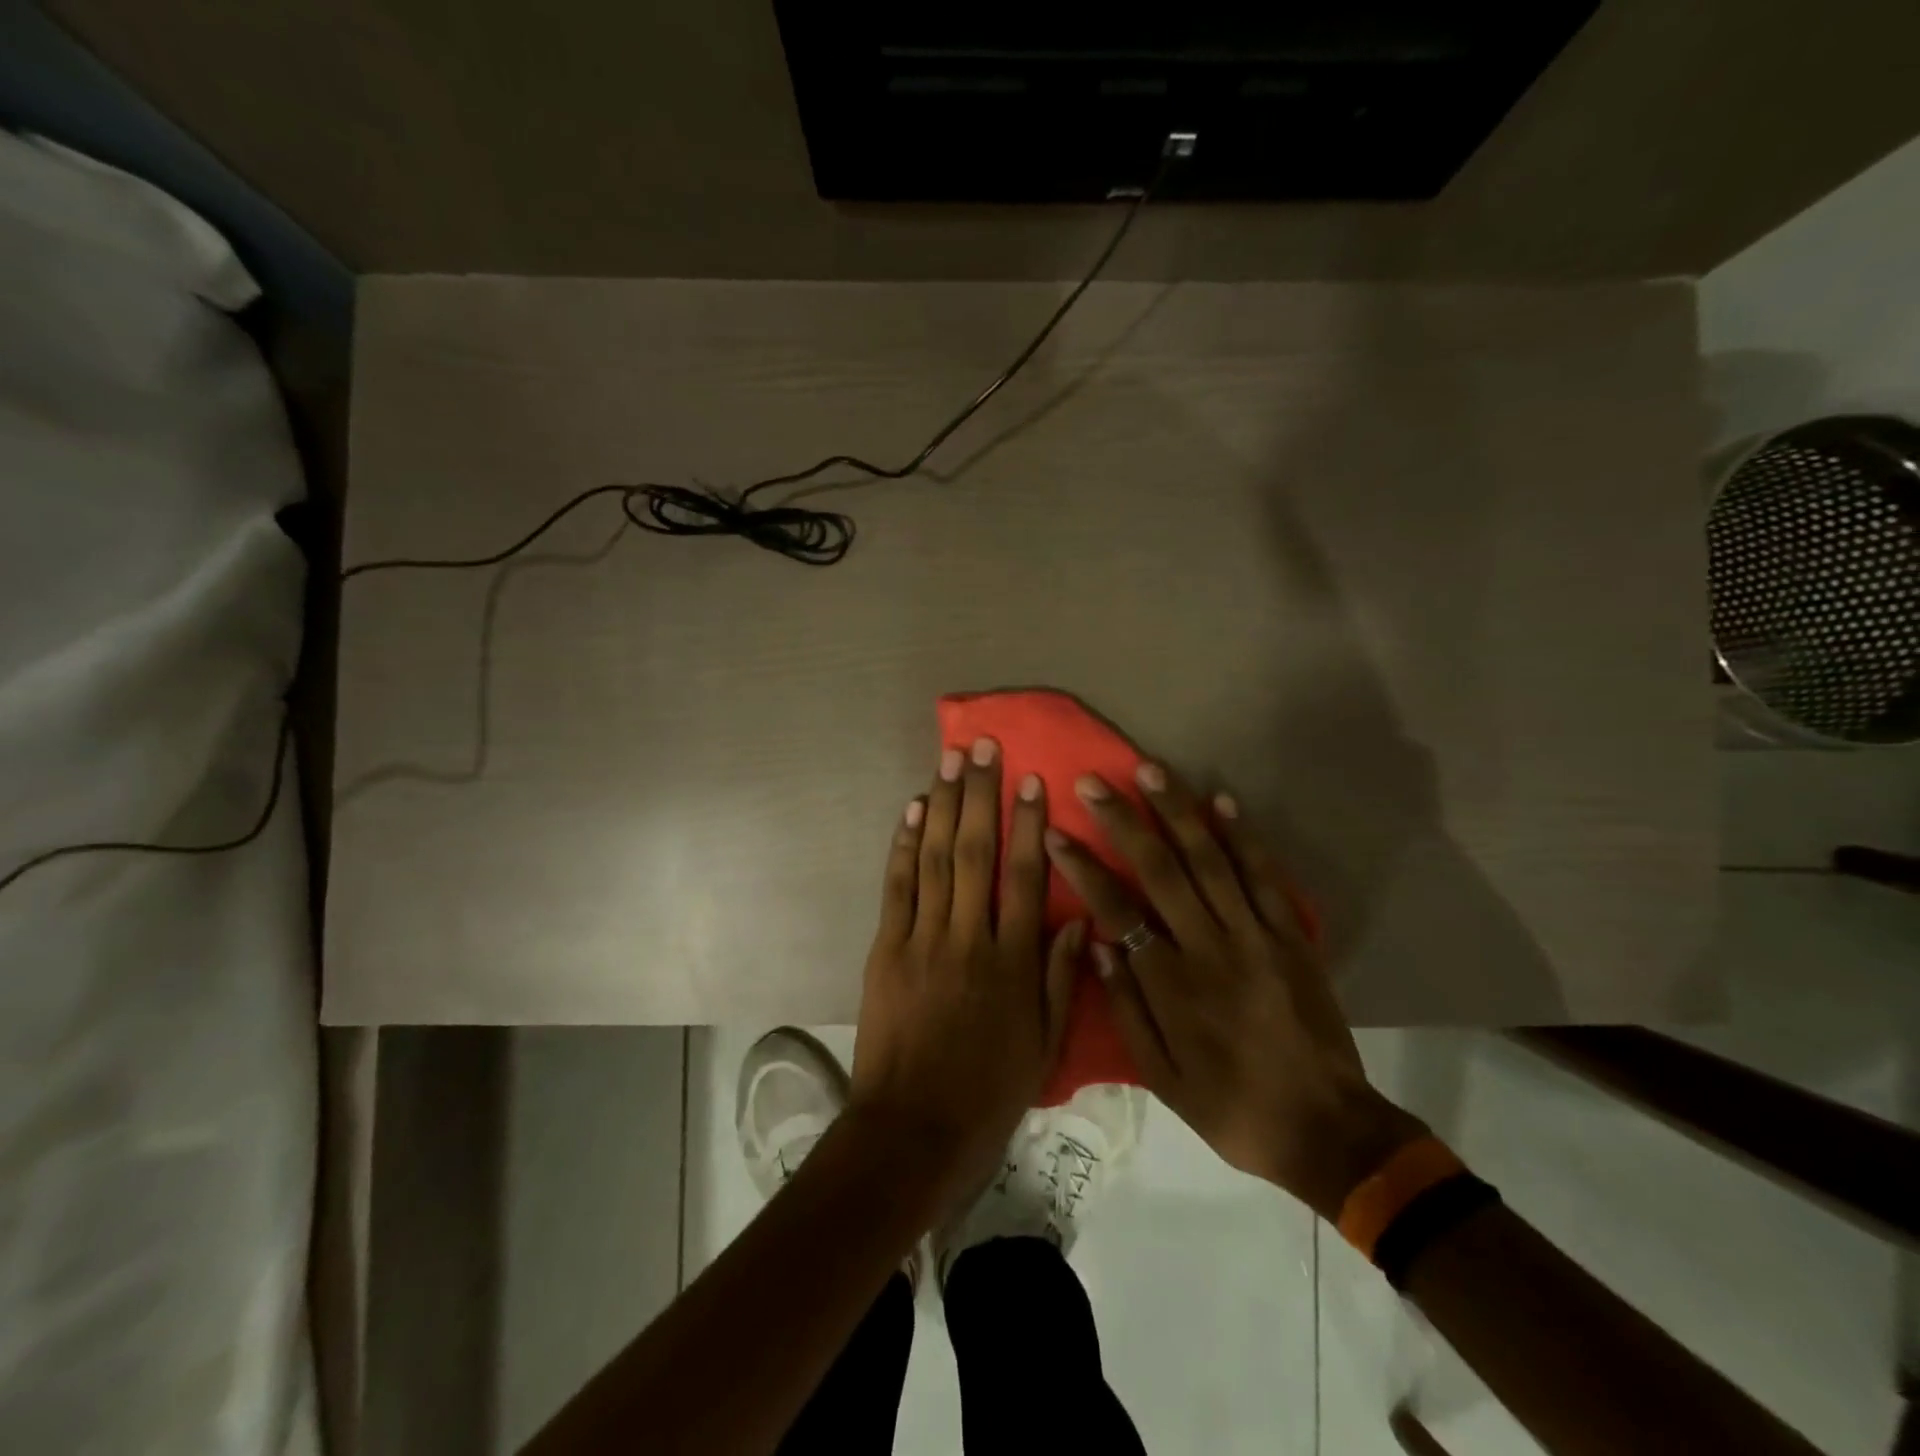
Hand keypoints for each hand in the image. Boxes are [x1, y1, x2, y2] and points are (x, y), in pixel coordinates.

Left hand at [848, 738, 1084, 1205]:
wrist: (913, 1129)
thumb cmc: (988, 1090)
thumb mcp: (1043, 1046)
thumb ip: (1062, 979)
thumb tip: (1081, 921)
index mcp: (1012, 963)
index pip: (1026, 878)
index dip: (1029, 825)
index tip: (1030, 781)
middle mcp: (968, 938)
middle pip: (975, 854)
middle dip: (980, 795)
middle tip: (982, 748)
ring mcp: (922, 939)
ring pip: (933, 859)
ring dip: (941, 805)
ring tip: (948, 761)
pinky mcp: (886, 948)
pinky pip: (896, 887)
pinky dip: (902, 845)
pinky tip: (910, 810)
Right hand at [1043, 763, 1426, 1219]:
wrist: (1326, 1129)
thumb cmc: (1230, 1107)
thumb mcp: (1161, 1077)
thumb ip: (1126, 1008)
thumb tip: (1097, 944)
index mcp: (1172, 985)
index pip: (1117, 910)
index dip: (1084, 868)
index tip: (1057, 833)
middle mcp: (1210, 948)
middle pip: (1160, 871)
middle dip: (1123, 821)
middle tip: (1094, 781)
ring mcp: (1256, 936)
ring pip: (1210, 860)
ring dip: (1177, 811)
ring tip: (1150, 770)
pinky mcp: (1291, 936)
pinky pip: (1264, 877)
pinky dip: (1243, 836)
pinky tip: (1221, 800)